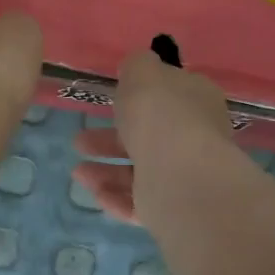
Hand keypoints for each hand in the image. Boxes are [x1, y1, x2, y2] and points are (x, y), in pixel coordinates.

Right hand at [72, 51, 238, 224]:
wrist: (180, 176)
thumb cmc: (160, 116)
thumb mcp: (142, 73)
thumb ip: (137, 65)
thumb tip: (138, 68)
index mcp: (196, 103)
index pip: (171, 96)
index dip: (141, 97)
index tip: (113, 100)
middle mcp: (194, 139)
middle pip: (148, 137)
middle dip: (109, 140)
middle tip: (79, 140)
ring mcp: (183, 177)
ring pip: (139, 173)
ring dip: (106, 171)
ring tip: (78, 171)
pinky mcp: (171, 209)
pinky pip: (138, 202)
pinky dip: (114, 197)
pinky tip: (94, 191)